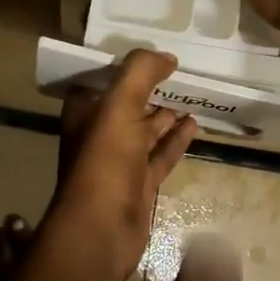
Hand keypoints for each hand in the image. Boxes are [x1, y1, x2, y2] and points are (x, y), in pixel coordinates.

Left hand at [48, 50, 195, 280]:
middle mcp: (99, 132)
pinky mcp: (139, 183)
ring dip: (167, 113)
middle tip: (180, 70)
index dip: (126, 64)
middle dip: (151, 86)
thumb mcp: (120, 104)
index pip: (104, 77)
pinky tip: (194, 124)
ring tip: (192, 94)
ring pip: (147, 129)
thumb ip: (141, 72)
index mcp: (85, 111)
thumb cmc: (105, 160)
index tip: (152, 50)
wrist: (101, 230)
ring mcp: (120, 161)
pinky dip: (176, 139)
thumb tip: (167, 57)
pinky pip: (160, 154)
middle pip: (128, 102)